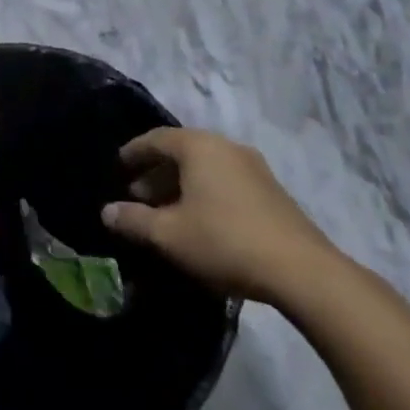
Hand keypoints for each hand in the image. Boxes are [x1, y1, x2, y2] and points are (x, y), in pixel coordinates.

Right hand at [100, 128, 341, 304]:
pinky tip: (200, 221)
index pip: (155, 138)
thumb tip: (107, 211)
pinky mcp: (272, 192)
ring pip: (205, 168)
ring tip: (166, 212)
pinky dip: (205, 193)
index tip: (118, 167)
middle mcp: (226, 147)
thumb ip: (133, 220)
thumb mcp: (168, 234)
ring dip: (180, 185)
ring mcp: (254, 168)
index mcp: (199, 147)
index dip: (133, 152)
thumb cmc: (224, 241)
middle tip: (137, 196)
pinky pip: (226, 181)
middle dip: (156, 172)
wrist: (302, 271)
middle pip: (181, 151)